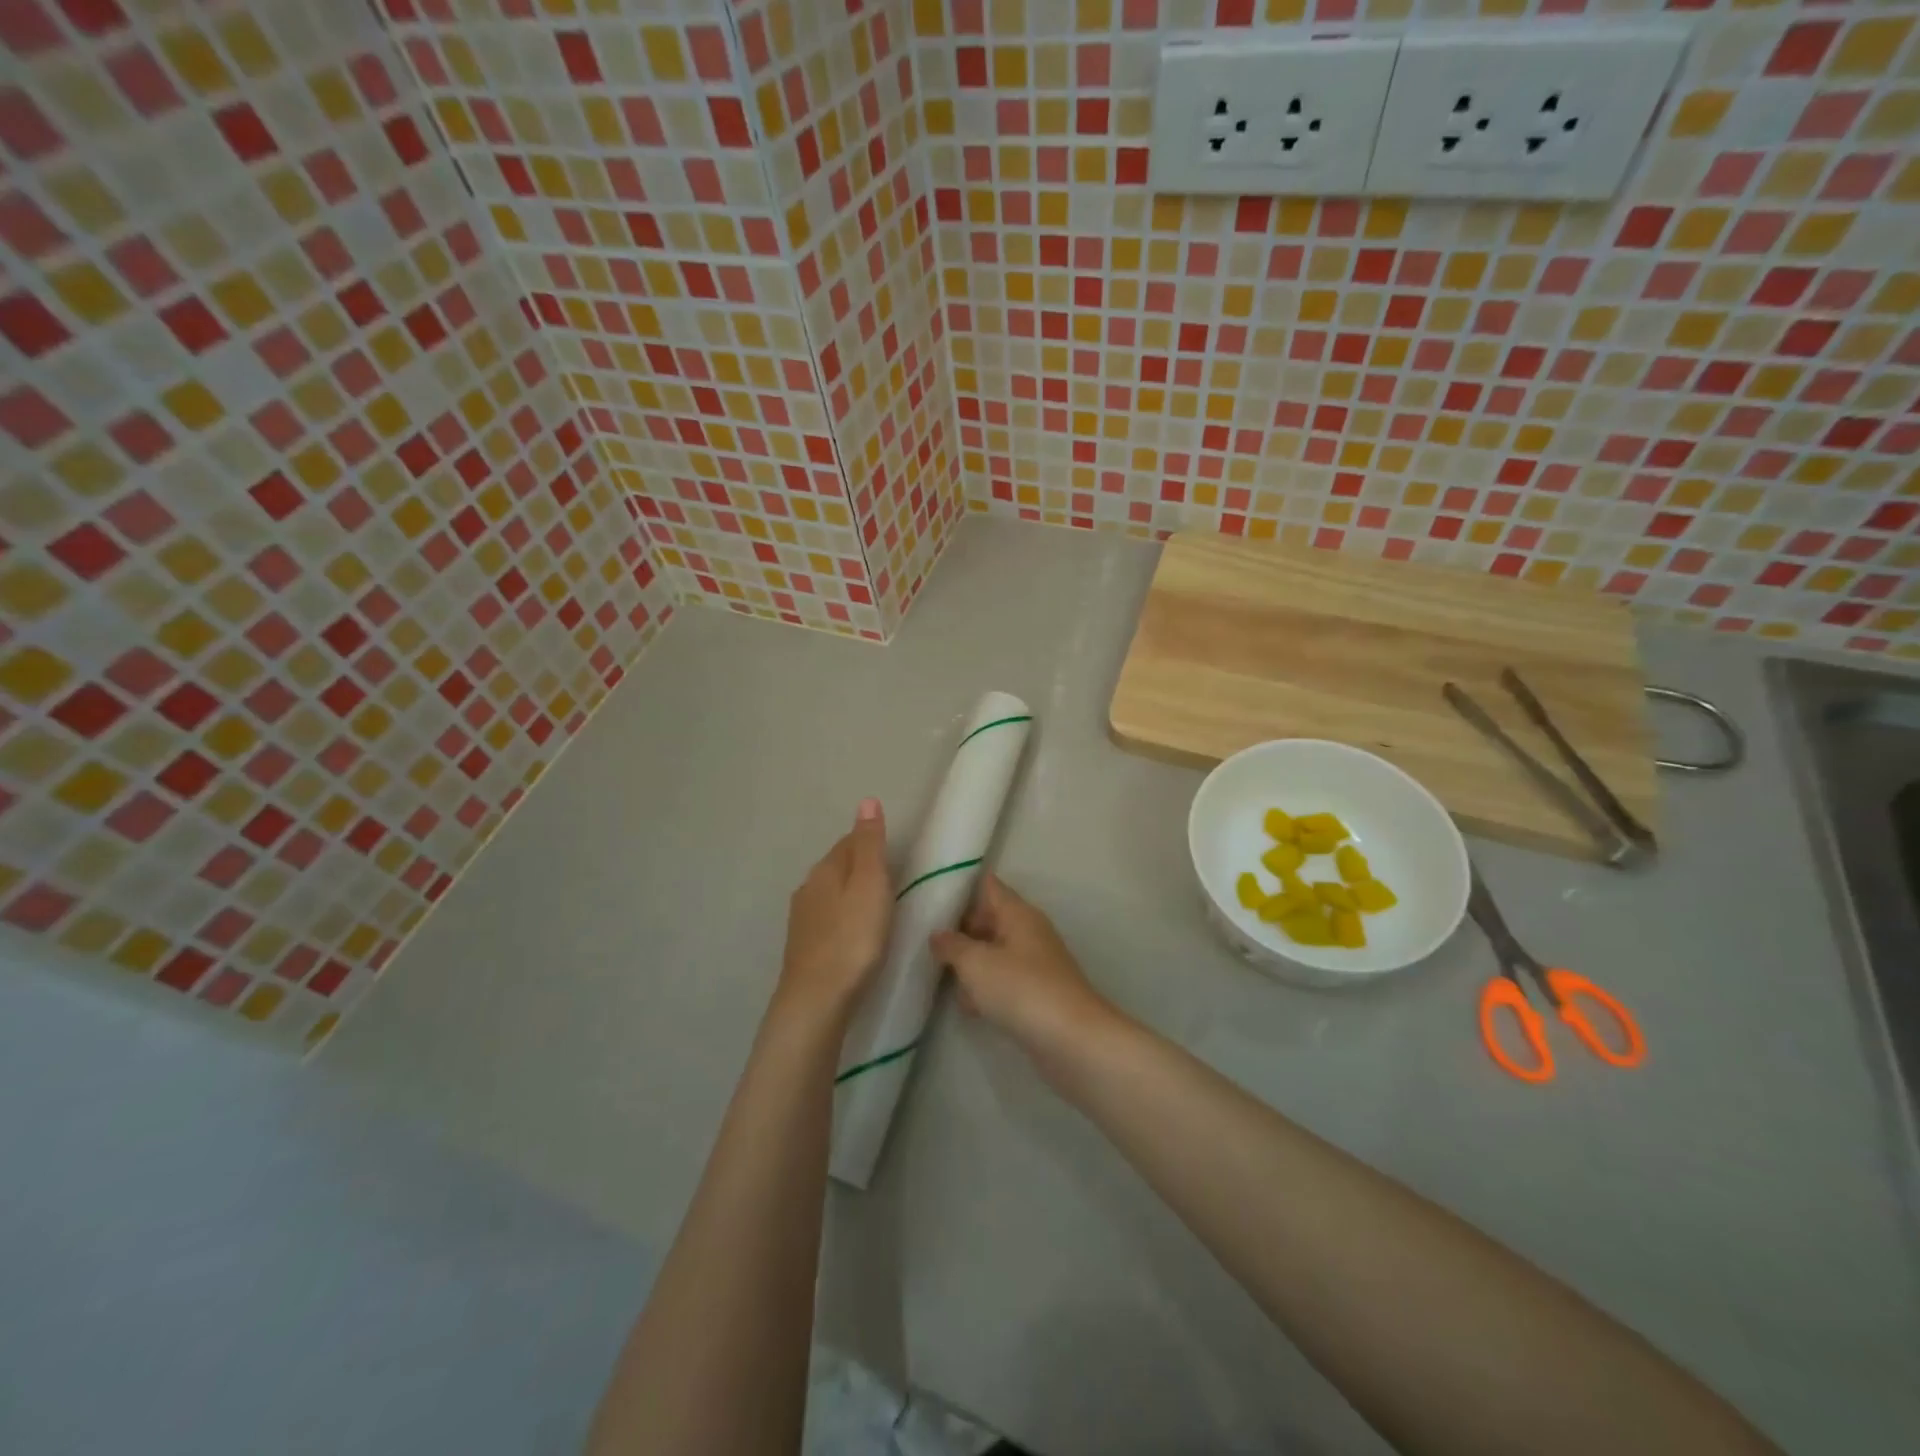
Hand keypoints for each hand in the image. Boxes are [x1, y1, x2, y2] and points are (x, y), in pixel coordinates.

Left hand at [777, 798, 891, 1023]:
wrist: (817, 998)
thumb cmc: (853, 937)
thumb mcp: (871, 884)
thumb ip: (870, 844)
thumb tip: (867, 800)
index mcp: (826, 869)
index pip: (849, 842)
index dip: (871, 842)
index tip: (894, 853)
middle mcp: (808, 887)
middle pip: (837, 866)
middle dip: (860, 867)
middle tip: (891, 880)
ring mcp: (801, 918)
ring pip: (830, 893)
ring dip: (850, 894)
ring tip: (876, 908)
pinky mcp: (803, 946)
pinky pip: (827, 919)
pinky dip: (842, 918)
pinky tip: (854, 933)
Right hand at [930, 874, 1118, 1060]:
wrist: (1071, 1040)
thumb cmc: (1021, 989)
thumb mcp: (976, 963)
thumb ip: (952, 945)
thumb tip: (938, 934)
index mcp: (1018, 914)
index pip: (989, 886)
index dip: (962, 886)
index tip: (930, 891)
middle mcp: (1029, 933)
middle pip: (989, 920)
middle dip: (959, 928)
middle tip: (923, 936)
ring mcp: (1035, 965)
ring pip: (994, 953)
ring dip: (970, 961)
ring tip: (936, 970)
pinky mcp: (1036, 995)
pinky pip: (1003, 982)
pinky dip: (985, 988)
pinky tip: (966, 1005)